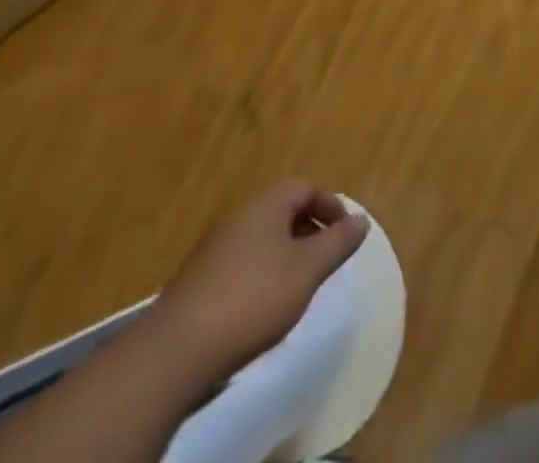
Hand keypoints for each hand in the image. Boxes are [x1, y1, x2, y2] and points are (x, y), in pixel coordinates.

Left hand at [147, 180, 369, 381]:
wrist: (176, 351)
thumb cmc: (253, 298)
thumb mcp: (307, 270)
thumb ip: (338, 243)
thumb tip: (362, 220)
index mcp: (266, 204)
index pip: (305, 187)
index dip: (329, 205)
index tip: (344, 232)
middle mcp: (240, 216)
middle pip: (282, 209)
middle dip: (308, 228)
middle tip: (326, 256)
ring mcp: (214, 247)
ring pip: (262, 237)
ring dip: (285, 251)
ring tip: (299, 283)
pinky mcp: (198, 280)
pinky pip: (242, 261)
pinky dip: (262, 271)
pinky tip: (264, 304)